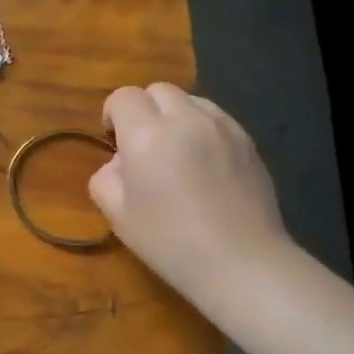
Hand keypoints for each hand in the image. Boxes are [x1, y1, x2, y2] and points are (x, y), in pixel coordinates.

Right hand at [88, 83, 294, 318]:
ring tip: (176, 152)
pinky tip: (204, 164)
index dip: (112, 115)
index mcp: (146, 135)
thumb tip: (120, 163)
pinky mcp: (248, 141)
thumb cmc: (170, 243)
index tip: (114, 143)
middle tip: (143, 146)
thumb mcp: (118, 215)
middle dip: (144, 110)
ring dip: (175, 116)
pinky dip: (202, 128)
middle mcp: (185, 119)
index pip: (123, 97)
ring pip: (190, 100)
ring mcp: (222, 127)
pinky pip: (216, 118)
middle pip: (157, 90)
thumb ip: (105, 178)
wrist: (242, 264)